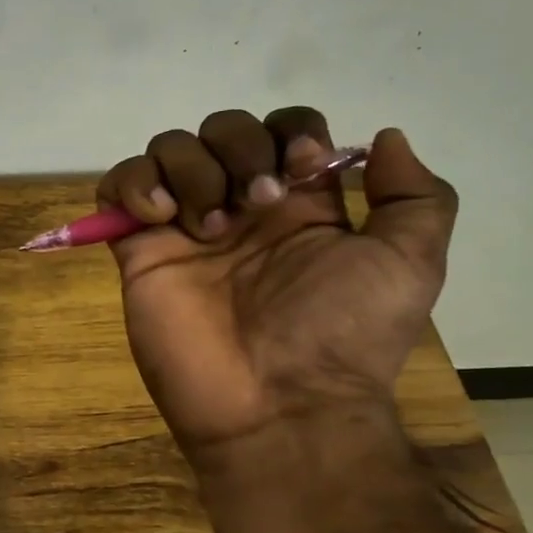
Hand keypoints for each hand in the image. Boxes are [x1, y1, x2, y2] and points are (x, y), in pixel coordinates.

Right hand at [96, 107, 456, 472]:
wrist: (276, 404)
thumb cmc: (342, 335)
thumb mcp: (410, 265)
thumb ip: (415, 197)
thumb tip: (386, 137)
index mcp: (299, 204)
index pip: (284, 129)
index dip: (290, 134)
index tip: (300, 174)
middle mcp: (239, 206)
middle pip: (222, 128)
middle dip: (239, 150)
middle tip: (256, 205)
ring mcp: (184, 226)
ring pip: (169, 148)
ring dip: (190, 168)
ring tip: (207, 226)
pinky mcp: (138, 249)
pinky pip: (117, 185)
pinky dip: (133, 183)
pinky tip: (159, 218)